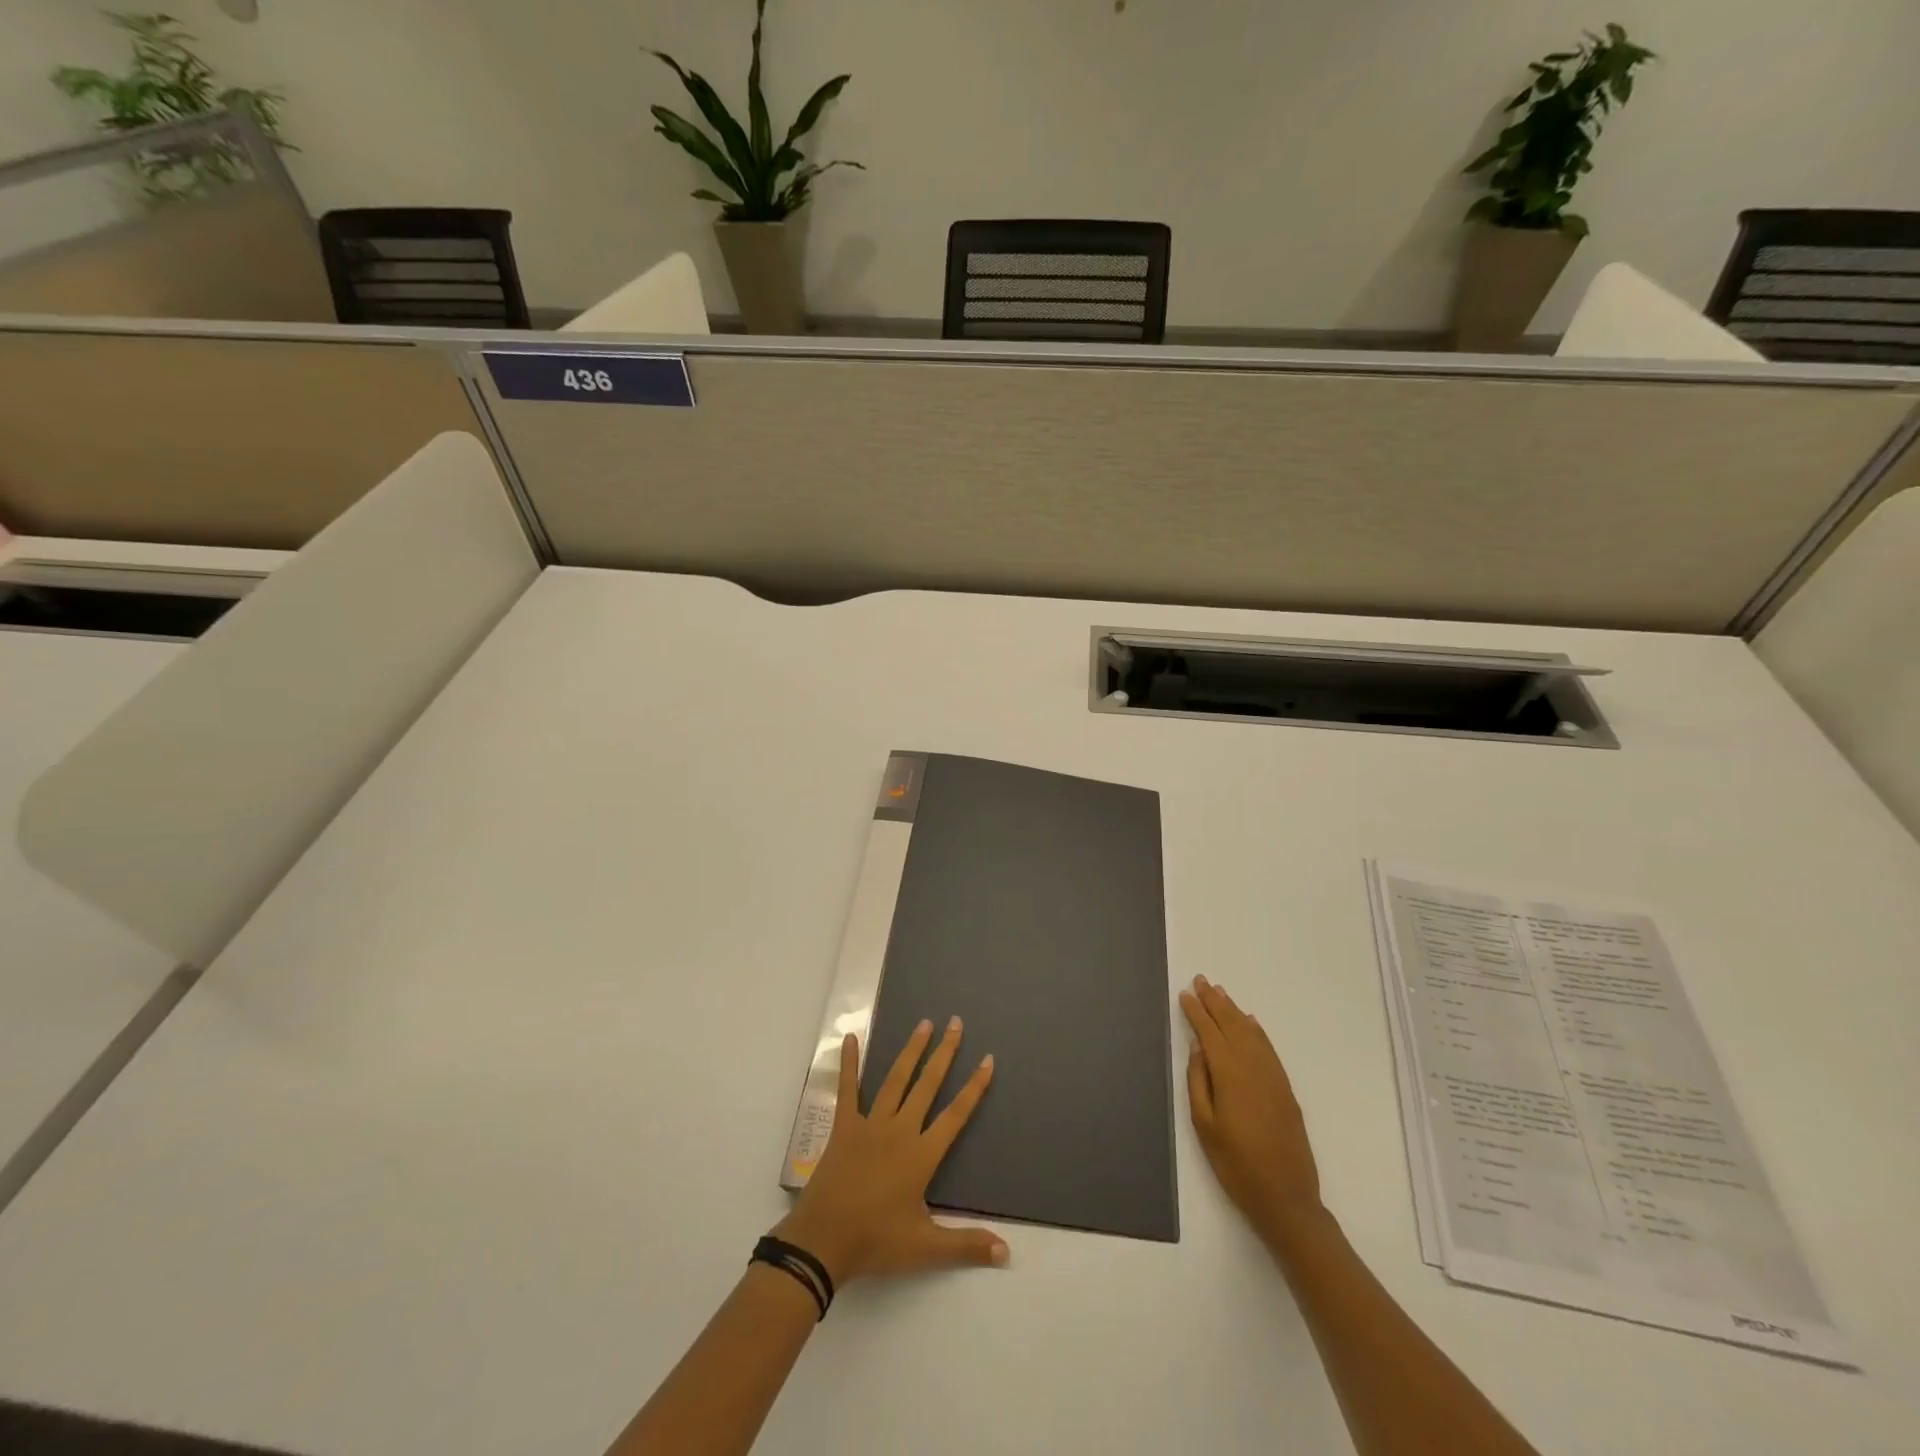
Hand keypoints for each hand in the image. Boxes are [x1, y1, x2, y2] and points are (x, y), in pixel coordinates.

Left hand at [773, 1017, 1006, 1285]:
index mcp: (921, 1155)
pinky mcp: (845, 1127)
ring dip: (911, 1050)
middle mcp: (900, 1130)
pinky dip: (849, 1063)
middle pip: (927, 1085)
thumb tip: (1006, 1253)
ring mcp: (870, 1124)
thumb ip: (966, 1245)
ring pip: (896, 1079)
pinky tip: (850, 1037)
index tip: (987, 1059)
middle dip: (944, 1053)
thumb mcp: (925, 1248)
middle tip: (955, 1022)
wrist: (823, 1242)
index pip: (955, 1114)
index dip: (974, 1087)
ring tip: (924, 1024)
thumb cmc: (876, 1241)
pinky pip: (848, 1089)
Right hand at [1181, 975, 1323, 1238]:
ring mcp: (1273, 1077)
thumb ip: (1199, 1083)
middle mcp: (1253, 1068)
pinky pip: (1268, 1048)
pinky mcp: (1285, 1089)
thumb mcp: (1204, 1127)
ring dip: (1234, 1010)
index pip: (1210, 1033)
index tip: (1185, 993)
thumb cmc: (1236, 1165)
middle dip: (1215, 1002)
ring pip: (1251, 1033)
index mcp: (1230, 1075)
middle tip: (1201, 980)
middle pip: (1232, 1025)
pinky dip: (1257, 1030)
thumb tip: (1198, 1049)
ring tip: (1220, 993)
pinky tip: (1250, 1022)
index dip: (1197, 1012)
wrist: (1286, 1199)